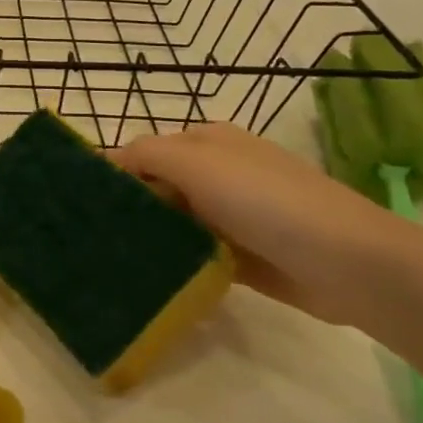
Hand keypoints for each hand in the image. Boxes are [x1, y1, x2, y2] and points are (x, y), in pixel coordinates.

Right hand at [109, 123, 411, 327]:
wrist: (345, 262)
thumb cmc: (265, 201)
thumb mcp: (198, 163)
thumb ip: (146, 155)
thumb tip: (105, 160)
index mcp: (206, 142)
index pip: (143, 152)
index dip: (112, 173)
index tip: (76, 204)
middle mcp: (217, 174)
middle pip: (156, 188)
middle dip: (125, 209)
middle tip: (83, 239)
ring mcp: (230, 216)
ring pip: (173, 224)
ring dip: (146, 239)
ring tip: (103, 262)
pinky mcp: (239, 256)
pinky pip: (193, 255)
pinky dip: (172, 264)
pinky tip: (142, 279)